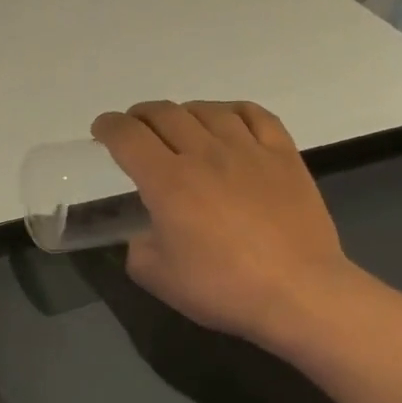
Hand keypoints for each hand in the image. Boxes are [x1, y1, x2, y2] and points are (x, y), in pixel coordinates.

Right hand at [91, 100, 357, 348]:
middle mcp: (204, 154)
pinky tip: (226, 121)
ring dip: (182, 111)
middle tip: (134, 129)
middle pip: (164, 114)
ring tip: (177, 124)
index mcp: (167, 181)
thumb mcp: (155, 276)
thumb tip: (146, 233)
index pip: (128, 136)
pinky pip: (255, 115)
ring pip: (207, 109)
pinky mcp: (284, 156)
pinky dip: (232, 111)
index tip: (101, 130)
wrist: (299, 293)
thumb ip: (138, 246)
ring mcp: (248, 150)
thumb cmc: (221, 287)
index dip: (108, 127)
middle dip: (139, 115)